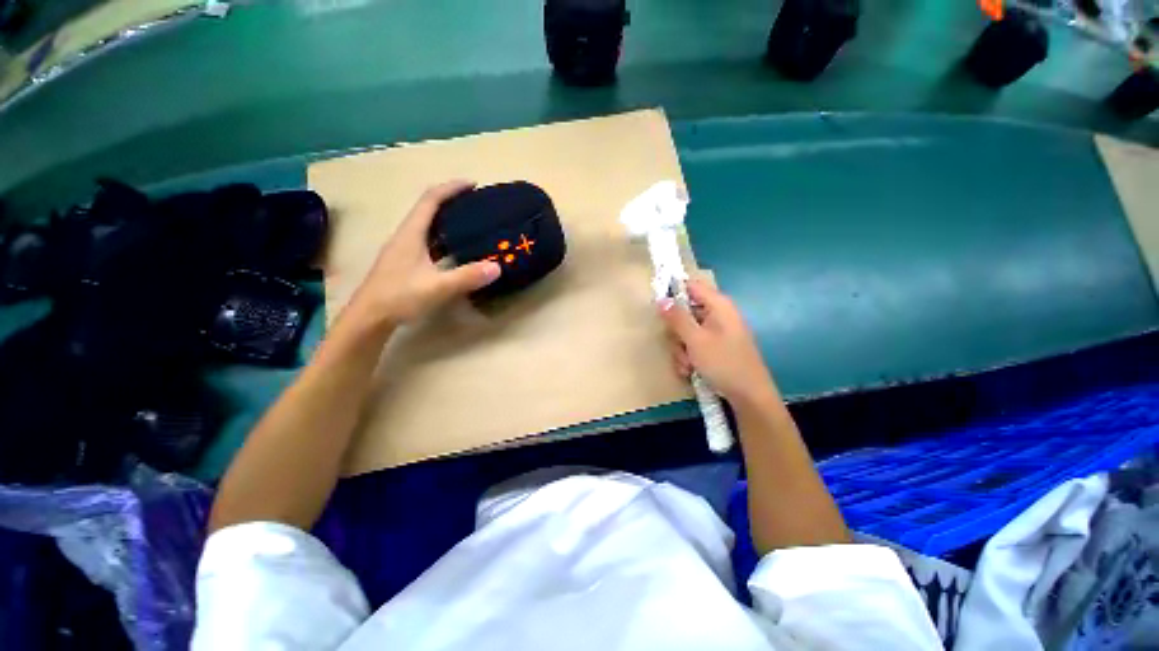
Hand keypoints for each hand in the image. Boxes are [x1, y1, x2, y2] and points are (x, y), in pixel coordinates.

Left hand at [349, 180, 500, 325]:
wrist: (369, 318)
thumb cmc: (399, 297)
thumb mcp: (437, 287)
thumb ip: (467, 277)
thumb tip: (497, 267)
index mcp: (411, 234)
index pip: (431, 200)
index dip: (451, 188)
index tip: (473, 184)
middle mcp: (406, 236)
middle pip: (428, 209)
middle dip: (452, 202)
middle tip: (476, 205)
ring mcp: (403, 250)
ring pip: (427, 226)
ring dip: (447, 220)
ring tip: (470, 224)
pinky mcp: (405, 263)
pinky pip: (428, 242)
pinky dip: (443, 239)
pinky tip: (455, 250)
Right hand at [659, 279, 780, 408]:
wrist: (749, 396)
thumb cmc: (724, 363)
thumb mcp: (696, 340)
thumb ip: (677, 319)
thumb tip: (661, 299)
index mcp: (719, 305)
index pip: (691, 286)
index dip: (674, 293)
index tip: (660, 308)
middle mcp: (718, 315)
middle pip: (685, 313)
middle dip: (677, 333)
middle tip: (680, 346)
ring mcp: (717, 332)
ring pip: (686, 333)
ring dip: (682, 350)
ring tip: (688, 365)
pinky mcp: (716, 348)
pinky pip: (694, 346)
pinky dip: (689, 358)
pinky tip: (692, 371)